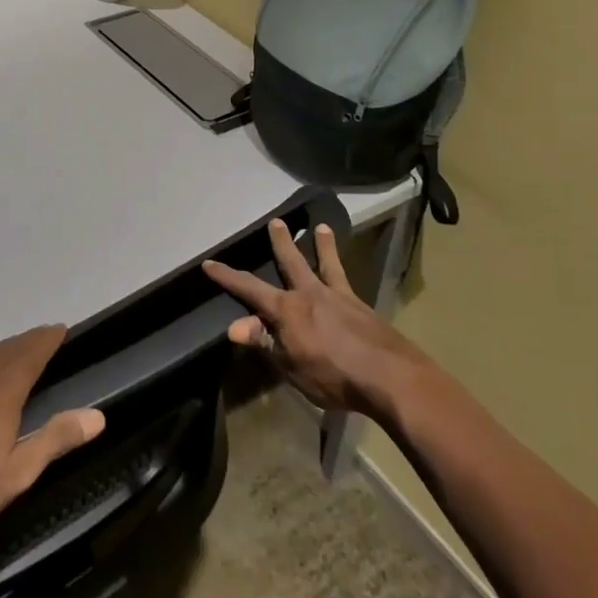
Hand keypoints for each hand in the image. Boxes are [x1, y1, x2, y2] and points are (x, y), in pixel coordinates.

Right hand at [203, 219, 426, 420]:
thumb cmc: (333, 376)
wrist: (389, 376)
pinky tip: (346, 276)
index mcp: (287, 310)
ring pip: (327, 264)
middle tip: (276, 222)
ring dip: (322, 245)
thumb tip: (233, 326)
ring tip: (321, 227)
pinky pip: (348, 281)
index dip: (228, 277)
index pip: (250, 289)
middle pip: (292, 263)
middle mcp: (311, 294)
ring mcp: (339, 297)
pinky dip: (344, 272)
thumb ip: (265, 342)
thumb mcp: (290, 366)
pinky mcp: (363, 307)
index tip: (209, 263)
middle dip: (281, 243)